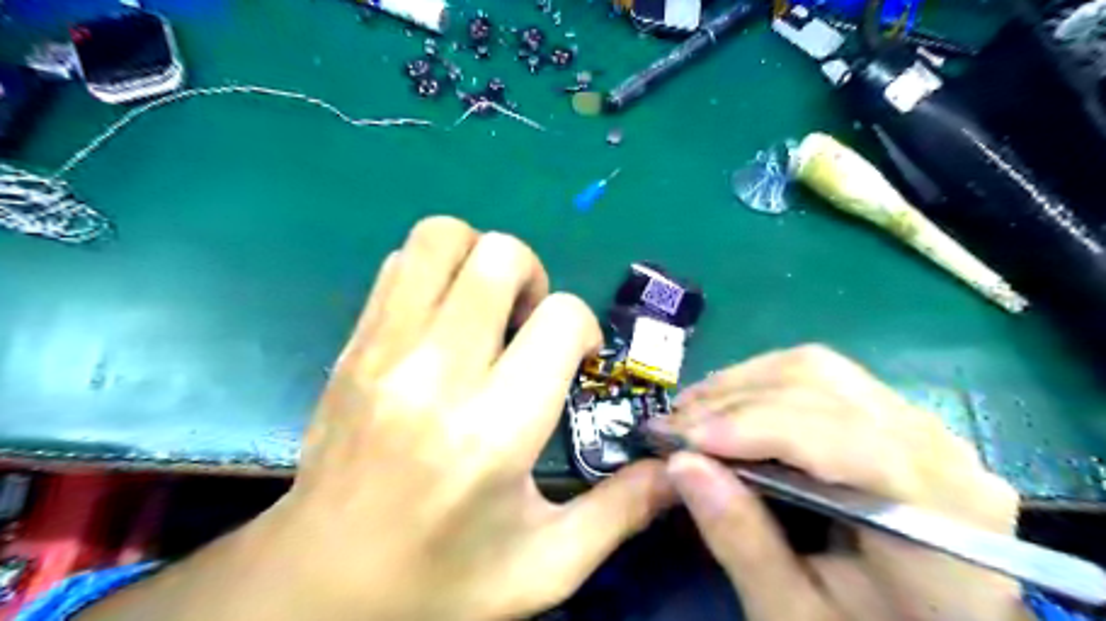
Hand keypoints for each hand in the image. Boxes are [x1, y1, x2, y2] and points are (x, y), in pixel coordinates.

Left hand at [79, 215, 673, 617]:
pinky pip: (399, 265)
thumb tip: (675, 470)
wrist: (315, 589)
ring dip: (479, 260)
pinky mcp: (353, 346)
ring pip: (439, 238)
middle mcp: (435, 374)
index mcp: (493, 430)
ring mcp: (383, 351)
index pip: (559, 318)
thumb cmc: (438, 584)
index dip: (582, 329)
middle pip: (497, 254)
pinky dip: (435, 273)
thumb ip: (621, 512)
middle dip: (533, 277)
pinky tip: (445, 323)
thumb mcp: (546, 566)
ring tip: (487, 312)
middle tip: (529, 325)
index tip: (574, 364)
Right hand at [654, 345, 1027, 620]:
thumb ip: (743, 542)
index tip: (684, 441)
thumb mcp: (798, 615)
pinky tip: (728, 404)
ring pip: (818, 369)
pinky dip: (762, 383)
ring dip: (743, 384)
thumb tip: (681, 464)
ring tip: (692, 411)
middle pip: (824, 387)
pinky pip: (823, 377)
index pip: (842, 438)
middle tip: (672, 425)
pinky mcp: (895, 415)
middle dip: (734, 401)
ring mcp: (921, 425)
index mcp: (939, 515)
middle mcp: (941, 451)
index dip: (755, 428)